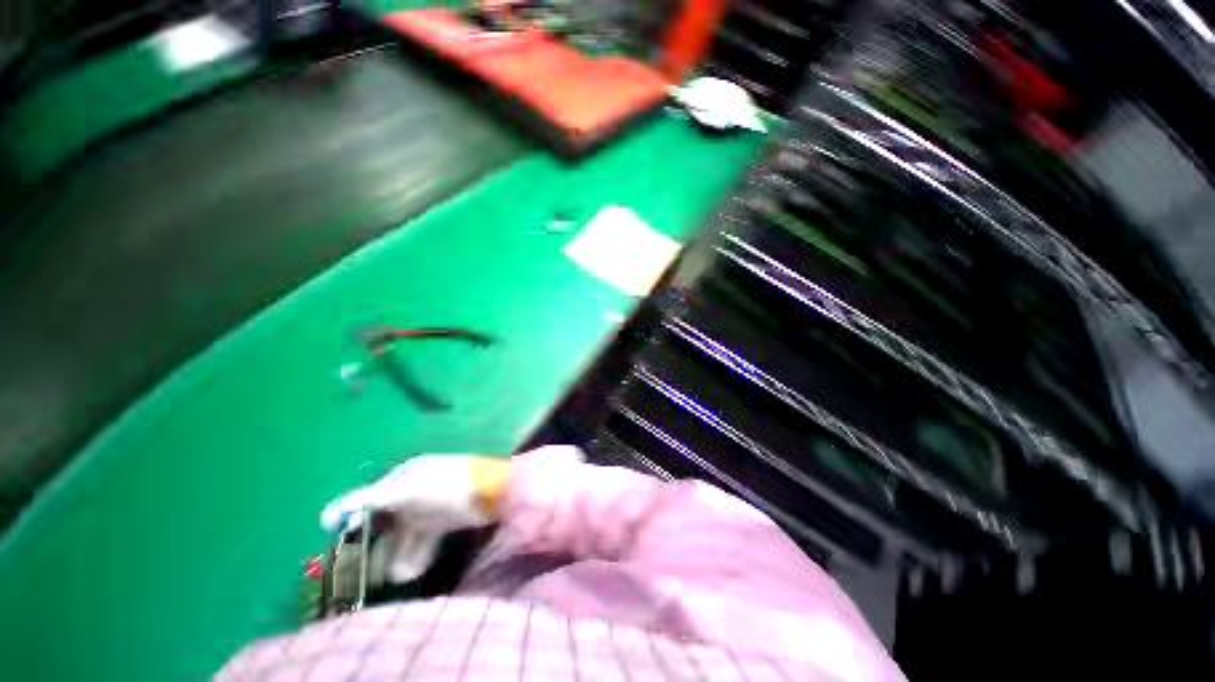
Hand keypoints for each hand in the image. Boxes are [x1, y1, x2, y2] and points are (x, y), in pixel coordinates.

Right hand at [320, 455, 511, 582]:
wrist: (490, 491)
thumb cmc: (445, 486)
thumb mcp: (405, 491)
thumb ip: (368, 501)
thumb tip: (325, 515)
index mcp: (404, 477)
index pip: (371, 500)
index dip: (354, 520)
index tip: (338, 544)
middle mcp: (415, 491)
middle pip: (387, 521)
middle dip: (375, 547)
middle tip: (359, 575)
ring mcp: (430, 506)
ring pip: (405, 535)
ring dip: (395, 557)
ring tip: (386, 580)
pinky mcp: (445, 521)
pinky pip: (423, 541)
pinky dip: (416, 556)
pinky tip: (408, 574)